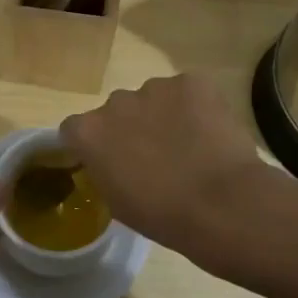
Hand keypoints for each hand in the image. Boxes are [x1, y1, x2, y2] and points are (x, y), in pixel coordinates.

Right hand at [59, 74, 266, 252]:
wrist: (222, 204)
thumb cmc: (163, 215)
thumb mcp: (116, 202)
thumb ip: (104, 170)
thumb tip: (112, 161)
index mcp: (90, 133)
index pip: (76, 129)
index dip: (92, 144)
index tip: (109, 160)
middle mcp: (116, 101)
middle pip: (117, 110)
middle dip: (131, 127)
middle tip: (155, 155)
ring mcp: (156, 87)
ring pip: (154, 98)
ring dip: (163, 115)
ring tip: (189, 145)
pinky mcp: (193, 82)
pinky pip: (188, 92)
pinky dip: (196, 107)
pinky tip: (210, 132)